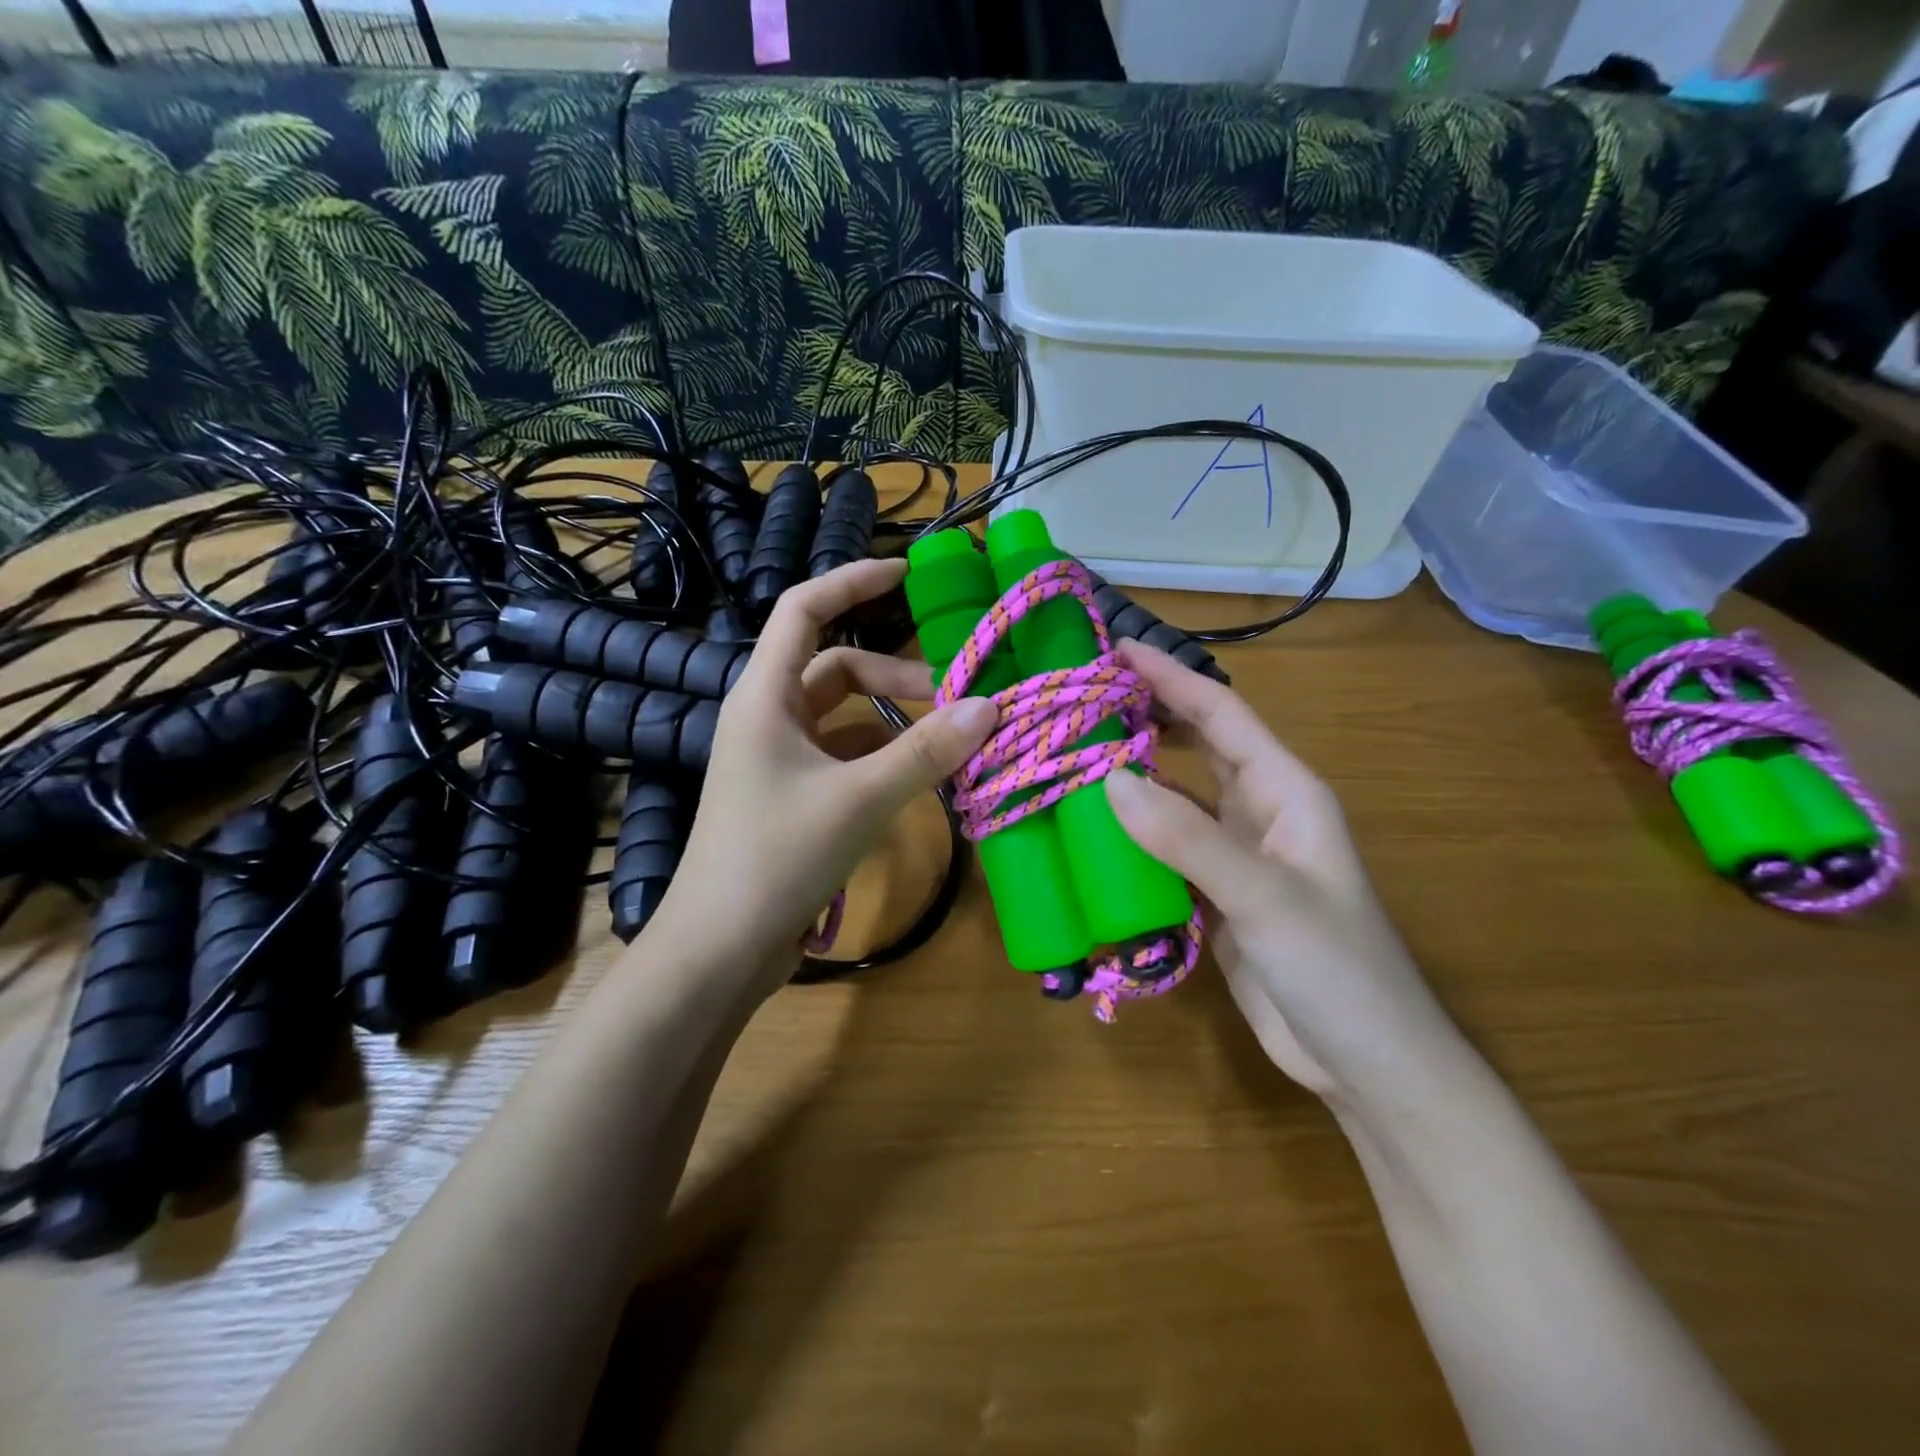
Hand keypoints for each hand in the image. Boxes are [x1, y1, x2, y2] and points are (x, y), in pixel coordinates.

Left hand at [647, 559, 995, 997]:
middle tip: (953, 696)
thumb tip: (991, 706)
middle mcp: (767, 716)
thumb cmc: (777, 857)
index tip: (907, 572)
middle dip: (894, 674)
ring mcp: (777, 759)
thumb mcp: (860, 798)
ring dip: (891, 719)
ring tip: (946, 739)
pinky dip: (880, 756)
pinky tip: (916, 777)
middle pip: (836, 667)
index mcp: (765, 695)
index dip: (852, 580)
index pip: (804, 608)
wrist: (720, 947)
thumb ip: (926, 751)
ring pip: (842, 717)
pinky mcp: (790, 796)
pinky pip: (842, 756)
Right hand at [1104, 641, 1458, 1102]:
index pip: (1221, 715)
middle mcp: (1259, 813)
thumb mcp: (1263, 897)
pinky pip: (1166, 848)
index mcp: (1285, 792)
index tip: (1116, 649)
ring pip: (1176, 798)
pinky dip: (1131, 834)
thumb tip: (1109, 782)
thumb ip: (1187, 839)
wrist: (1367, 1064)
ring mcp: (1236, 856)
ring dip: (1132, 776)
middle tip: (1082, 698)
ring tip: (1073, 755)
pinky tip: (1090, 831)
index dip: (1171, 677)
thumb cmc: (1337, 969)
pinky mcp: (1215, 895)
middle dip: (1147, 716)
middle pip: (1197, 746)